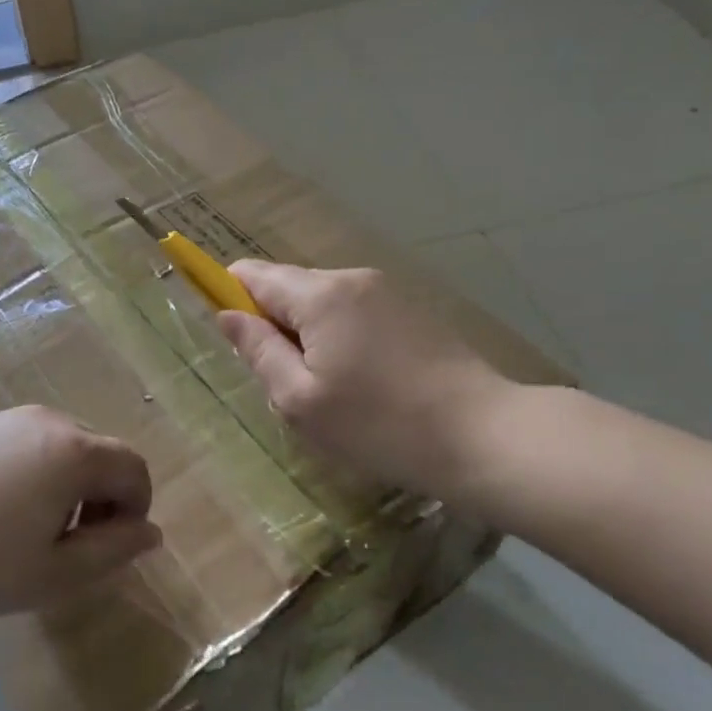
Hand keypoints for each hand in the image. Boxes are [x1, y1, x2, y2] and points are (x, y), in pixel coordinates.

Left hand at [0, 406, 158, 619]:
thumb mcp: (55, 573)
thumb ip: (113, 551)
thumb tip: (149, 532)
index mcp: (74, 451)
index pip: (134, 469)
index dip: (136, 510)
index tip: (110, 548)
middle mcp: (46, 421)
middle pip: (100, 453)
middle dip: (103, 497)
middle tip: (72, 546)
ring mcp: (5, 418)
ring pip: (62, 446)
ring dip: (69, 485)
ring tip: (32, 531)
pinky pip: (25, 443)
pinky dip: (34, 472)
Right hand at [218, 262, 517, 495]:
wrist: (485, 437)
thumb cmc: (379, 424)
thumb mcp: (300, 400)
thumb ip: (257, 350)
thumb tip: (226, 314)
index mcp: (319, 294)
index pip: (250, 274)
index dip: (227, 296)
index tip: (233, 341)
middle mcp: (351, 278)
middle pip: (286, 287)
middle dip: (272, 327)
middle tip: (286, 385)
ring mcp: (386, 291)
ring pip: (320, 303)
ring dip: (306, 337)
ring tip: (328, 393)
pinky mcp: (411, 311)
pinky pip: (352, 313)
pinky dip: (339, 339)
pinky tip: (362, 385)